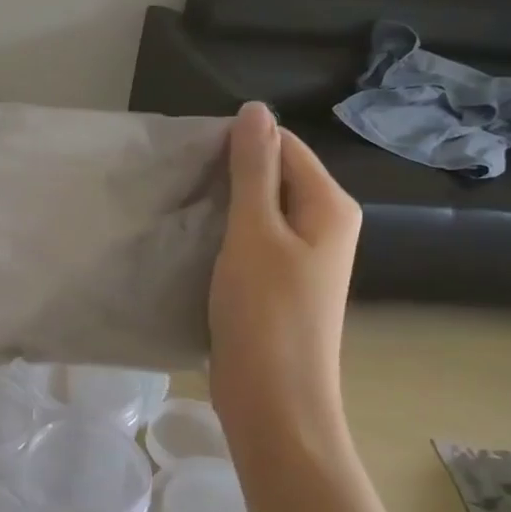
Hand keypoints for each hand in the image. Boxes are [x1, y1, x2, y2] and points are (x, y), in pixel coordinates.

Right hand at [208, 102, 361, 461]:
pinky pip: (254, 244)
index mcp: (329, 206)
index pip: (284, 146)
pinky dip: (226, 238)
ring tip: (182, 211)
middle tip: (181, 187)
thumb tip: (257, 109)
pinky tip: (196, 244)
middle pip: (274, 177)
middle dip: (229, 177)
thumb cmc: (265, 313)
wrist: (274, 402)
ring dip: (224, 208)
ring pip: (260, 212)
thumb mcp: (254, 232)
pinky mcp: (281, 286)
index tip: (192, 161)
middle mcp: (325, 226)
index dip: (239, 146)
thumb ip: (254, 170)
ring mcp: (304, 260)